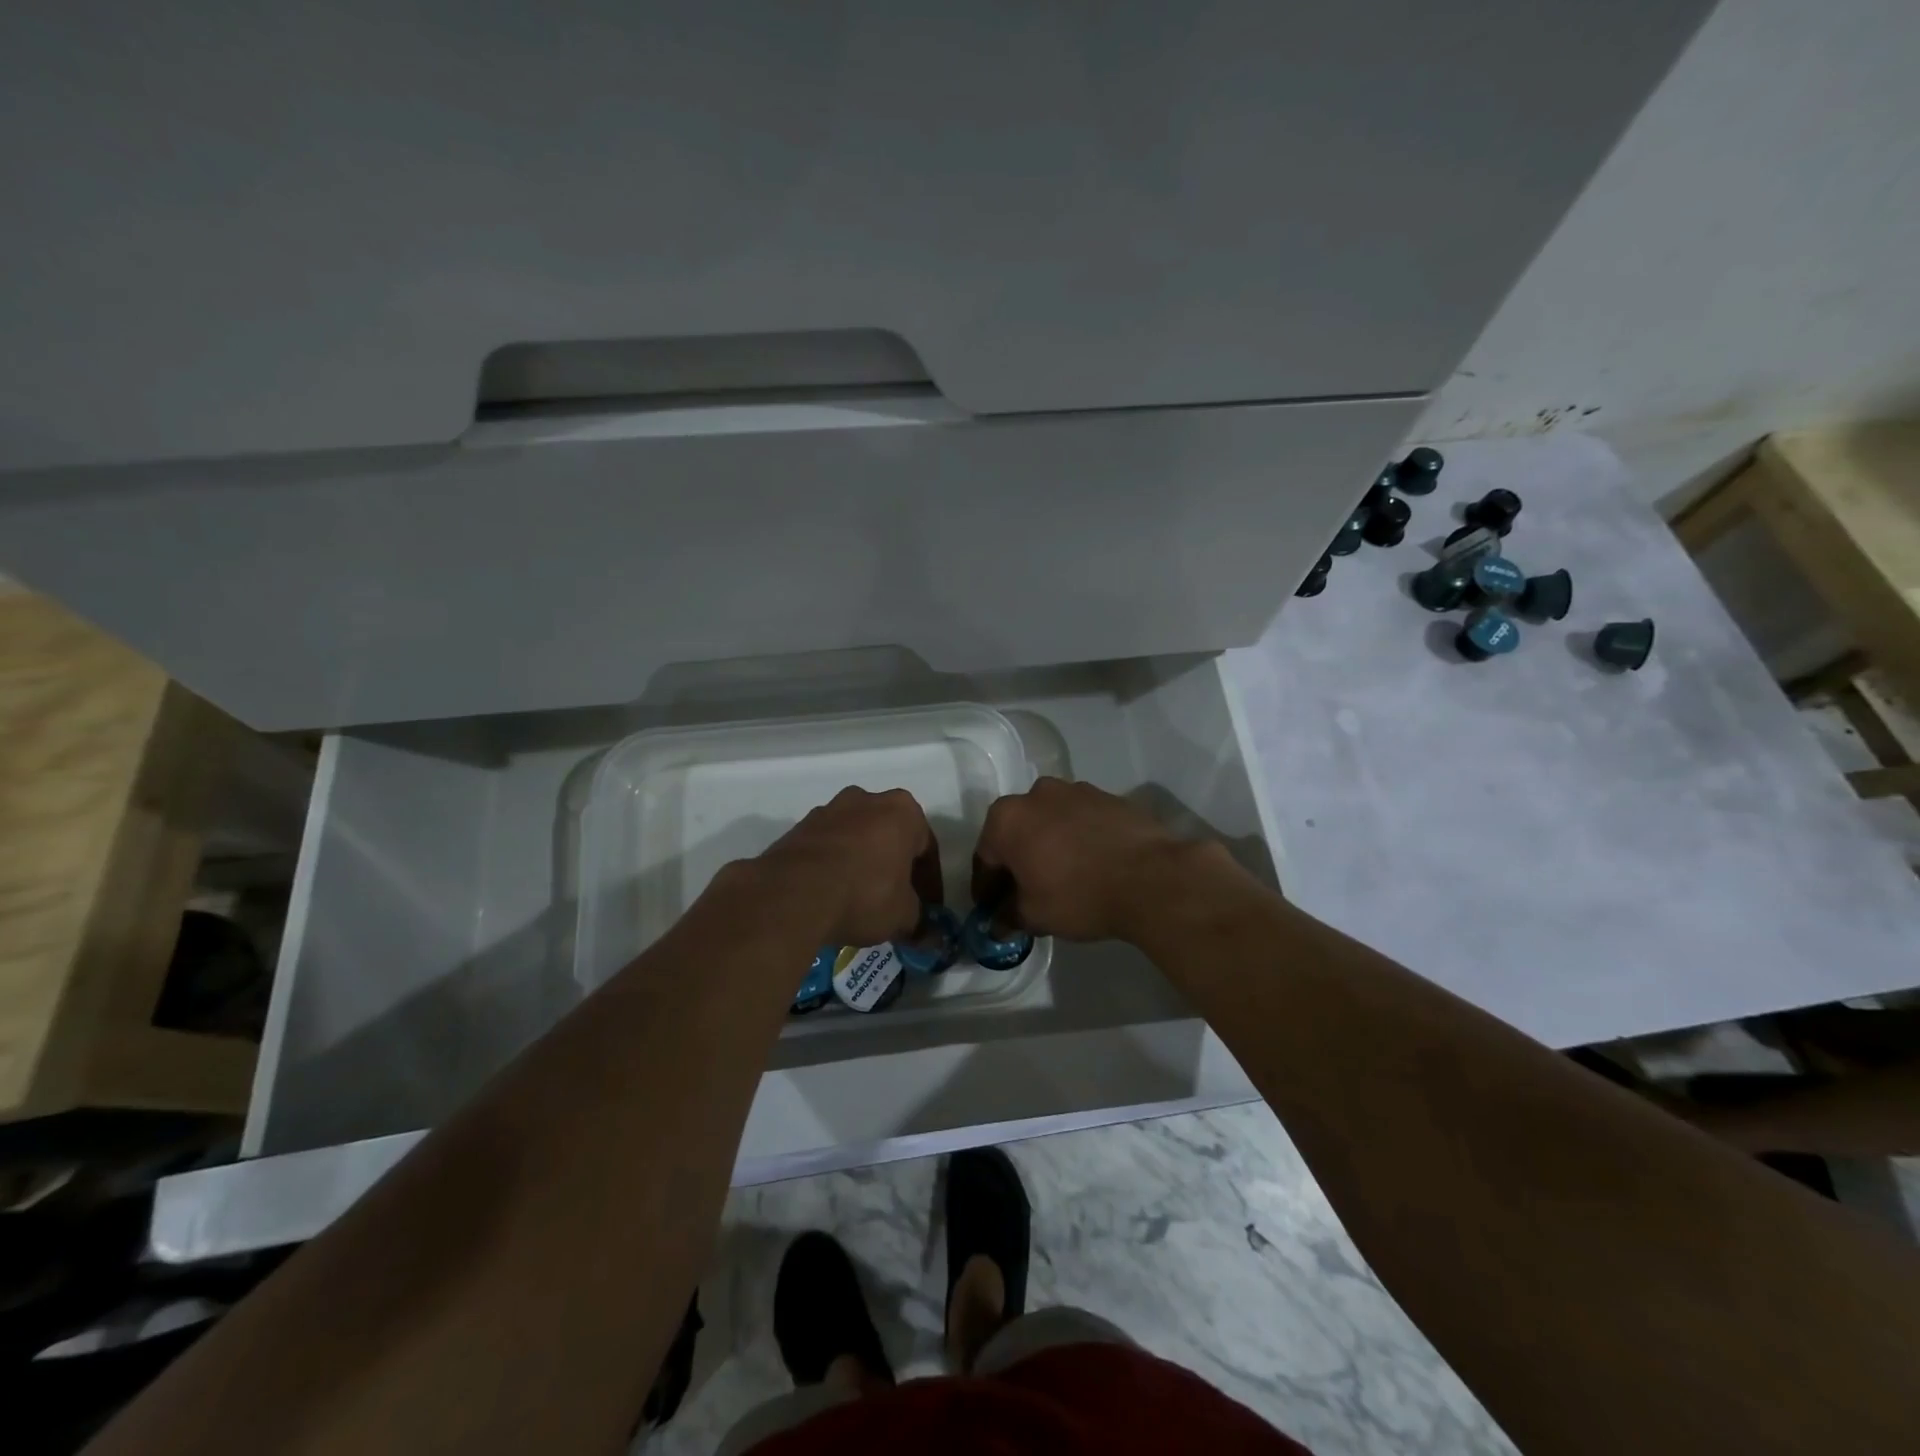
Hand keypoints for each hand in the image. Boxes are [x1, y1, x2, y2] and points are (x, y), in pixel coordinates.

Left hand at [755, 787, 941, 946]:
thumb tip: (928, 937)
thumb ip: (919, 921)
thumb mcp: (902, 915)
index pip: (927, 848)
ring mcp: (829, 810)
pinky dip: (834, 867)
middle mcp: (867, 800)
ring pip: (857, 839)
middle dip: (895, 867)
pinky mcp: (799, 827)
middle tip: (897, 901)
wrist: (793, 893)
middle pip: (890, 836)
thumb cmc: (865, 894)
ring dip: (863, 864)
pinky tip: (832, 896)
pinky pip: (828, 848)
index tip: (929, 909)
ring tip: (861, 900)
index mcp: (903, 810)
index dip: (930, 883)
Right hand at [972, 777, 1193, 941]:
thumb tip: (998, 924)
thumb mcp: (1034, 916)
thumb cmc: (1078, 895)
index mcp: (1007, 818)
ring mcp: (1075, 790)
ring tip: (1062, 876)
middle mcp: (1036, 795)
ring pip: (1050, 821)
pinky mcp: (1108, 797)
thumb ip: (1009, 916)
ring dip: (1048, 845)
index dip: (986, 887)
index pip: (985, 857)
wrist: (1150, 877)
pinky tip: (1090, 864)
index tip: (990, 908)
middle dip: (1017, 861)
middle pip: (1017, 832)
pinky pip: (1081, 820)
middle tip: (1024, 892)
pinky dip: (1078, 838)